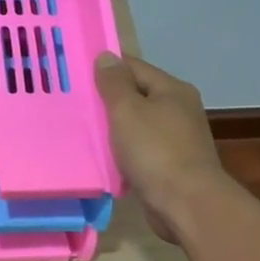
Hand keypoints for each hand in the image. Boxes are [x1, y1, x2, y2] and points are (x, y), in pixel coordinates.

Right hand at [94, 53, 234, 241]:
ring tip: (81, 129)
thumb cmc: (155, 151)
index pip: (134, 67)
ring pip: (136, 125)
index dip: (106, 68)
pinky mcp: (169, 166)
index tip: (76, 73)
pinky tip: (101, 157)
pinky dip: (121, 151)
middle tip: (73, 102)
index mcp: (172, 90)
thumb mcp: (128, 111)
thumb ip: (114, 83)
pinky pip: (139, 150)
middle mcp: (178, 110)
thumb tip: (106, 56)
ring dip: (113, 128)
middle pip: (136, 96)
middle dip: (107, 99)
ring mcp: (176, 139)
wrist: (186, 204)